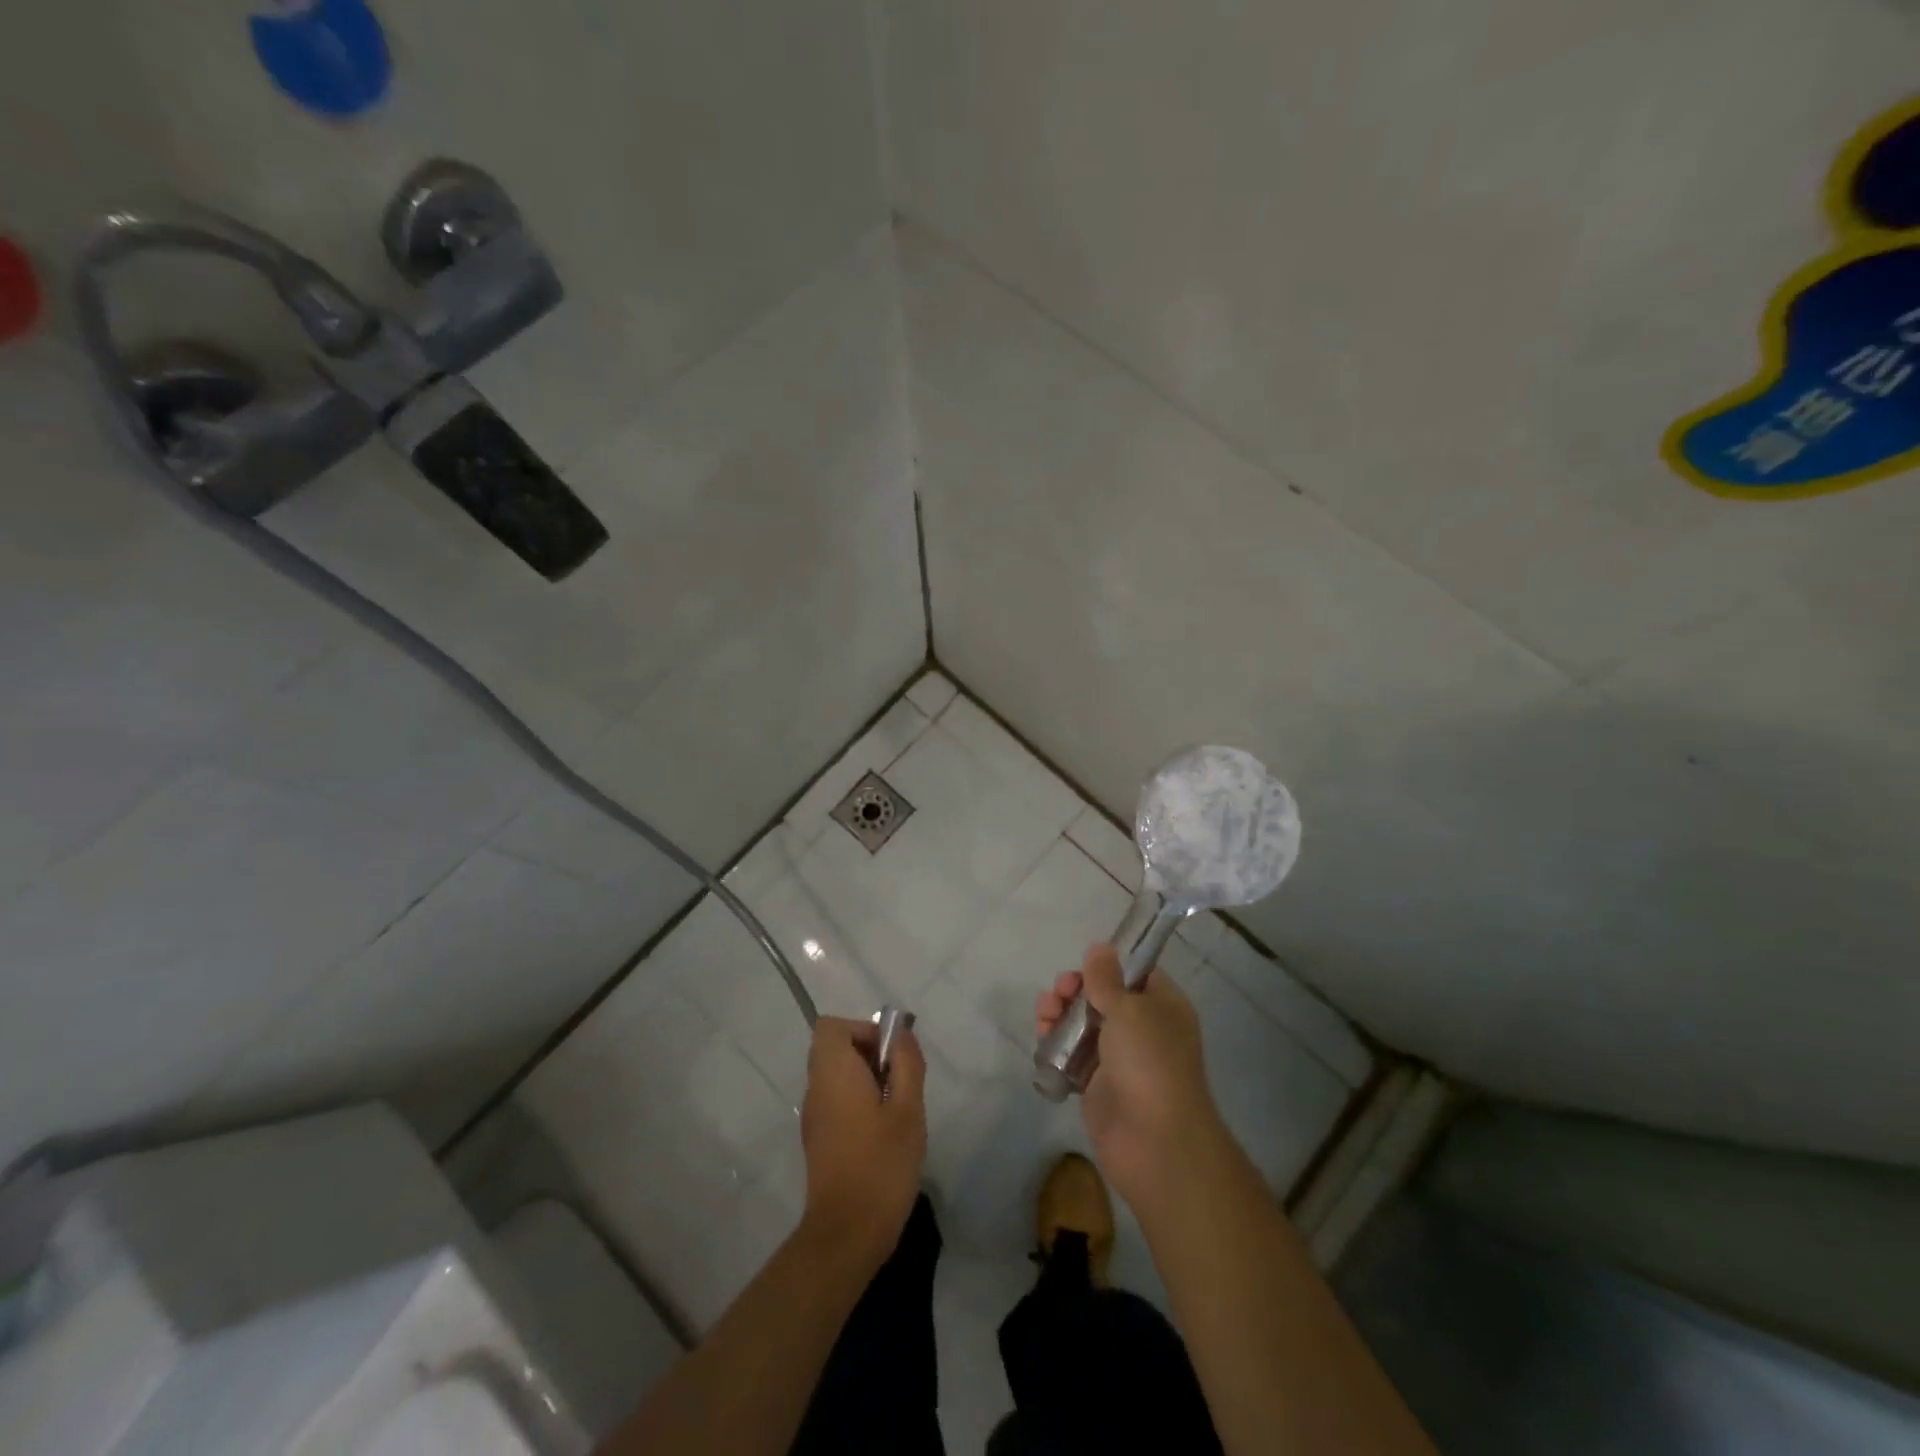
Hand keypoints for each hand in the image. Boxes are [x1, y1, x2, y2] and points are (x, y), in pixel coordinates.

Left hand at [798, 1016, 926, 1266]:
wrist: (846, 1235)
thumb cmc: (881, 1164)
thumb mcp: (908, 1109)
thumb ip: (906, 1063)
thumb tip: (901, 1033)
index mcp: (833, 1073)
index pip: (833, 1026)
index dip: (863, 1030)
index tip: (890, 1055)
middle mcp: (816, 1088)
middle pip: (835, 1048)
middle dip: (870, 1054)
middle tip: (900, 1082)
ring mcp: (814, 1116)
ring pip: (838, 1075)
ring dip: (868, 1078)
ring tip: (897, 1109)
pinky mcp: (819, 1139)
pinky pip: (837, 1100)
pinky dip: (859, 1101)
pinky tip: (884, 1132)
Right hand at [1036, 944, 1226, 1209]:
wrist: (1154, 1143)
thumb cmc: (1149, 1064)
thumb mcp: (1130, 1010)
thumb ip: (1107, 978)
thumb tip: (1100, 946)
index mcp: (1162, 1006)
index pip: (1134, 973)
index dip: (1106, 966)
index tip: (1083, 967)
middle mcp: (1143, 1028)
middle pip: (1101, 996)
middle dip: (1075, 990)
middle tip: (1059, 993)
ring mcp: (1119, 1058)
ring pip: (1082, 1024)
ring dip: (1059, 1014)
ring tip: (1044, 1017)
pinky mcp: (1097, 1084)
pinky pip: (1071, 1055)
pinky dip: (1056, 1045)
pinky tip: (1043, 1040)